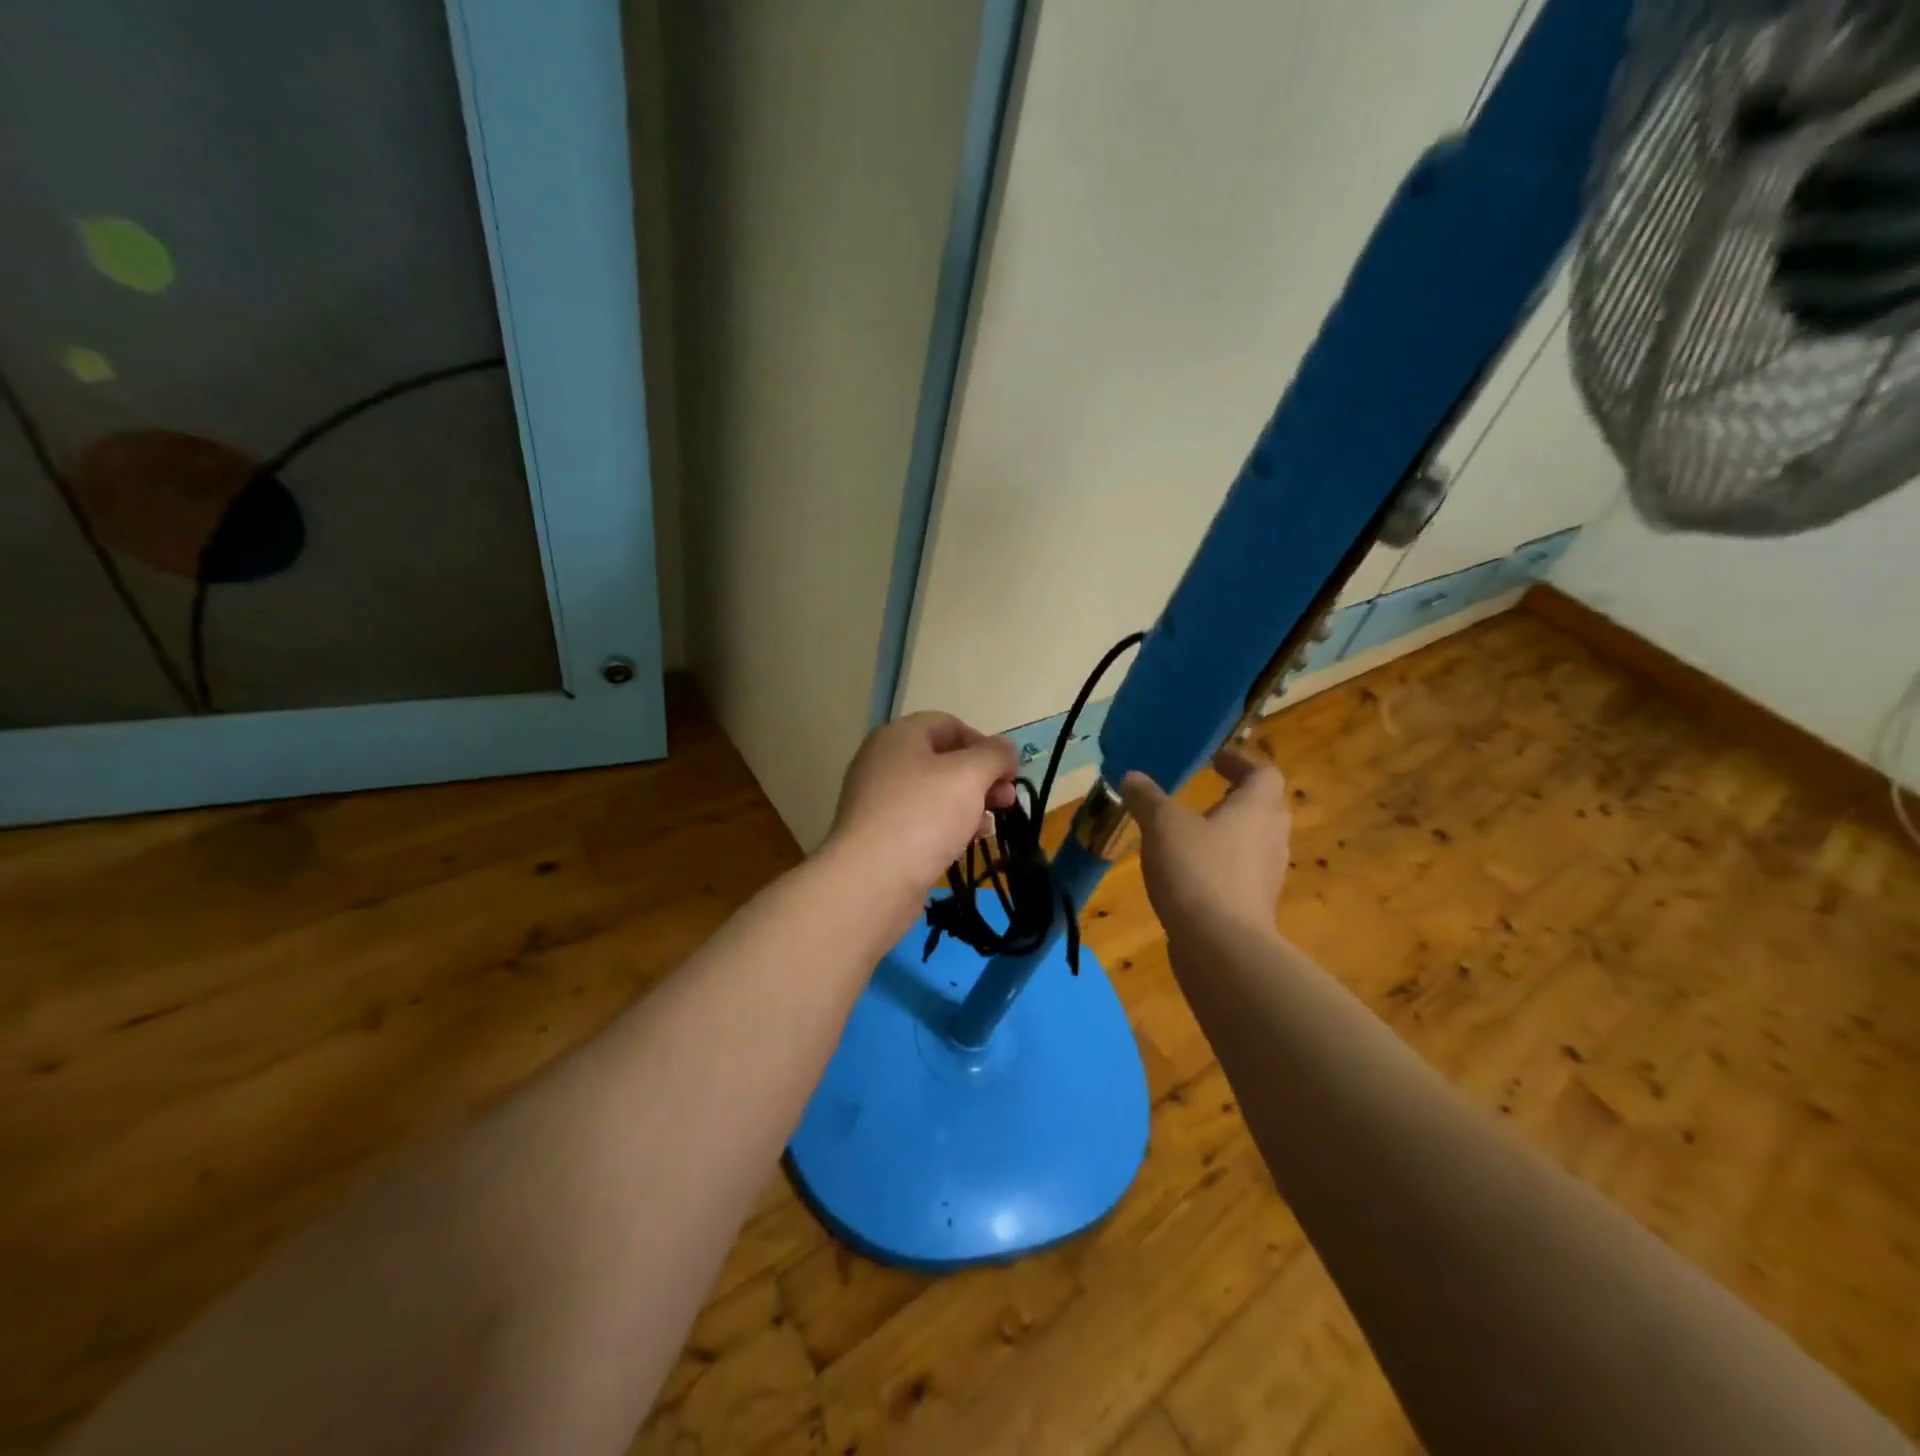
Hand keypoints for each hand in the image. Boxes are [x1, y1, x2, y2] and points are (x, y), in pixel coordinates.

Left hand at [825, 711, 1019, 900]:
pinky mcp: (880, 834)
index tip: (1008, 771)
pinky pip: (921, 820)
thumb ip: (994, 755)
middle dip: (981, 777)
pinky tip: (967, 842)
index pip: (948, 724)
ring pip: (935, 792)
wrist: (872, 880)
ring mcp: (879, 799)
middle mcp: (884, 761)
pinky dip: (948, 825)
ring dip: (969, 803)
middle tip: (1007, 800)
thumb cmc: (923, 815)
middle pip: (943, 759)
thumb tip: (1006, 748)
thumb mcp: (969, 776)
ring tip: (991, 826)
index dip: (983, 742)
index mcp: (899, 736)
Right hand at [1120, 746, 1291, 934]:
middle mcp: (1271, 838)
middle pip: (1265, 807)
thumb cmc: (1198, 871)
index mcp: (1257, 809)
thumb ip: (1147, 798)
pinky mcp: (1254, 906)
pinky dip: (1221, 864)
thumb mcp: (1163, 826)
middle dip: (1238, 797)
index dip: (1241, 761)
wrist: (1222, 948)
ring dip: (1229, 832)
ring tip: (1192, 832)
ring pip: (1253, 842)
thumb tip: (1131, 776)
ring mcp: (1267, 876)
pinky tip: (1189, 873)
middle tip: (1208, 791)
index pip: (1264, 773)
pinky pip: (1241, 873)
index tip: (1216, 759)